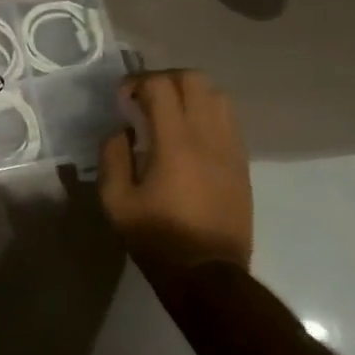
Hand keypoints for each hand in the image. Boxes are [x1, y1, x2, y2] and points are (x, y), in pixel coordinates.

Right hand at [99, 70, 251, 270]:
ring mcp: (231, 148)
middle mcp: (208, 136)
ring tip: (169, 112)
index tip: (122, 99)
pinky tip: (189, 134)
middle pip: (193, 79)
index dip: (136, 82)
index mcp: (175, 143)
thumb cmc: (157, 238)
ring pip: (217, 95)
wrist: (209, 276)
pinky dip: (206, 112)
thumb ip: (112, 155)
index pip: (160, 86)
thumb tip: (121, 129)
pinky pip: (228, 120)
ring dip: (189, 93)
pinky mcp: (242, 163)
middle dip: (164, 78)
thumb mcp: (115, 200)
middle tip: (144, 98)